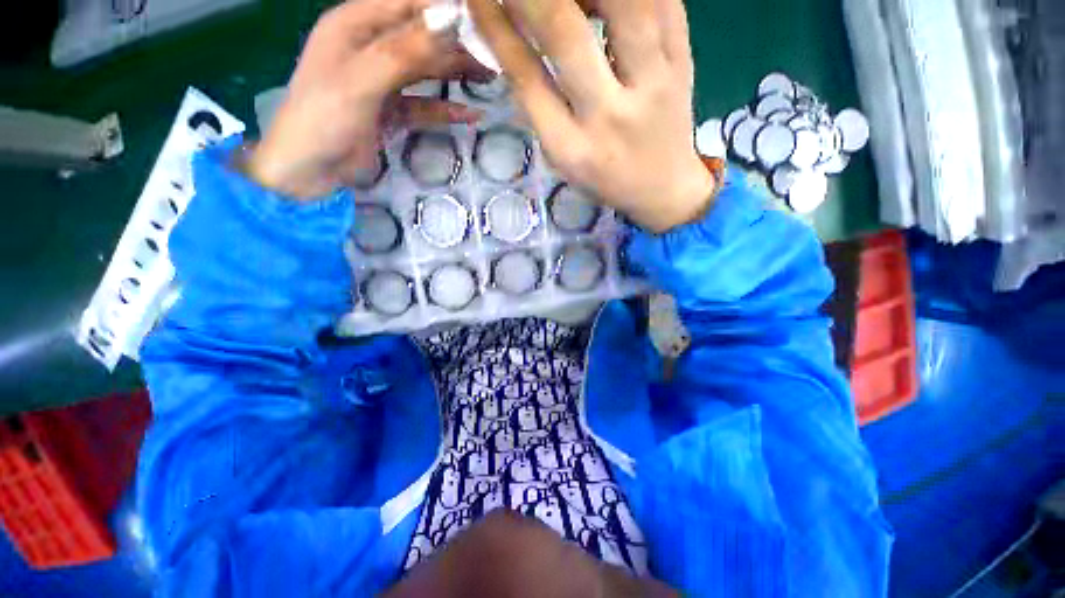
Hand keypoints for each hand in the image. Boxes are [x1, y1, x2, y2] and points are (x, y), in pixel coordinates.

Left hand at [248, 0, 487, 197]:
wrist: (309, 170)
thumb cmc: (324, 118)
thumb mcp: (361, 81)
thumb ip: (402, 53)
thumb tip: (448, 22)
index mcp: (355, 25)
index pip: (407, 3)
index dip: (444, 8)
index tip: (483, 20)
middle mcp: (370, 47)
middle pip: (421, 37)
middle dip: (456, 43)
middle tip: (493, 55)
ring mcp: (382, 81)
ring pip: (425, 70)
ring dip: (455, 74)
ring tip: (489, 78)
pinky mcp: (391, 111)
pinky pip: (424, 106)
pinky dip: (445, 110)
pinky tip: (469, 115)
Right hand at [469, 0, 714, 231]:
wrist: (664, 188)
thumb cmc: (605, 179)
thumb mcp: (562, 159)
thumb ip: (538, 107)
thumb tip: (512, 38)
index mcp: (573, 148)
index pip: (526, 77)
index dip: (497, 28)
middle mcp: (611, 115)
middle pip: (565, 33)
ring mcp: (654, 83)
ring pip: (623, 4)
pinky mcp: (683, 61)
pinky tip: (604, 0)